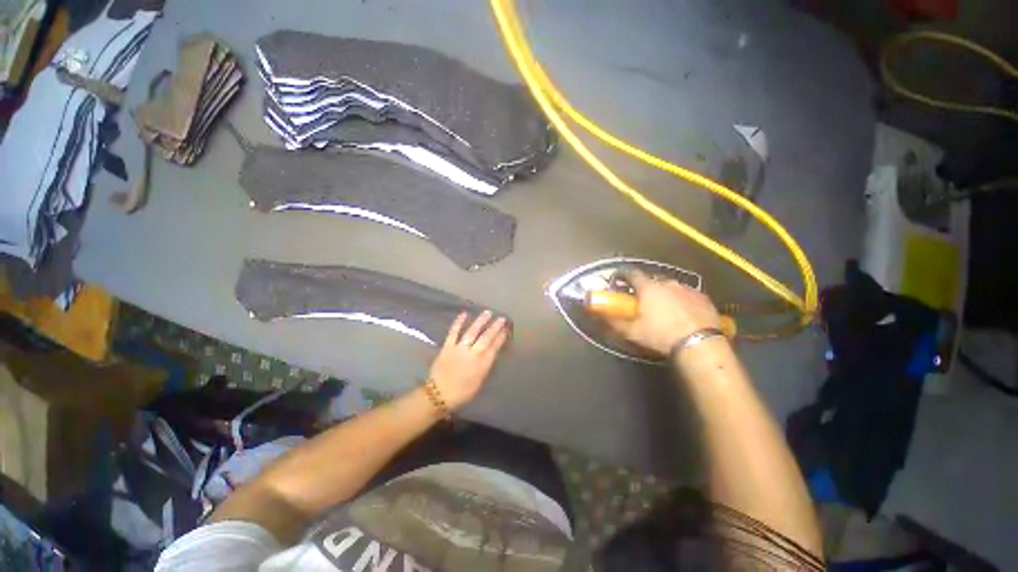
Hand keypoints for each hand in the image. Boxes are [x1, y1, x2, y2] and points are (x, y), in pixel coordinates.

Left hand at [428, 311, 508, 409]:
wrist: (439, 395)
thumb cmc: (461, 392)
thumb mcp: (479, 382)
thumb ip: (485, 367)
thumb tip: (490, 354)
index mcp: (482, 365)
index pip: (494, 348)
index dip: (500, 338)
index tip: (506, 329)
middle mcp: (473, 355)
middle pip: (486, 338)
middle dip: (495, 328)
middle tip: (502, 318)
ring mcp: (459, 349)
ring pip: (472, 332)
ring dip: (480, 322)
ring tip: (488, 312)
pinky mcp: (447, 346)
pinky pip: (453, 332)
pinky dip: (458, 322)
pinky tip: (464, 314)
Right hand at [606, 270, 721, 354]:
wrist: (700, 345)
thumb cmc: (661, 336)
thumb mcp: (633, 332)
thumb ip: (615, 322)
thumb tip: (601, 317)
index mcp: (648, 288)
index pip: (631, 274)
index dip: (622, 275)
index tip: (618, 279)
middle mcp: (667, 283)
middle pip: (652, 280)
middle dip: (645, 287)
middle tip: (642, 299)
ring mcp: (687, 288)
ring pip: (670, 286)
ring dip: (664, 293)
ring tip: (663, 308)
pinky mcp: (703, 297)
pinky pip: (687, 294)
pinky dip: (681, 299)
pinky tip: (682, 312)